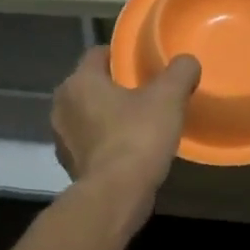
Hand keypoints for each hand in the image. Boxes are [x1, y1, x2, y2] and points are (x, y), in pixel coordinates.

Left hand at [51, 46, 200, 224]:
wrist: (116, 195)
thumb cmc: (137, 137)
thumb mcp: (168, 98)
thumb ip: (180, 72)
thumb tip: (187, 62)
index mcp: (79, 82)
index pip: (97, 54)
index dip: (121, 55)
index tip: (142, 64)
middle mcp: (62, 106)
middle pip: (91, 85)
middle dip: (115, 87)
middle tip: (146, 92)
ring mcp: (62, 139)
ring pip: (88, 115)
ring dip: (108, 116)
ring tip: (139, 122)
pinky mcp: (69, 165)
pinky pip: (90, 143)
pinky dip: (105, 142)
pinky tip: (129, 149)